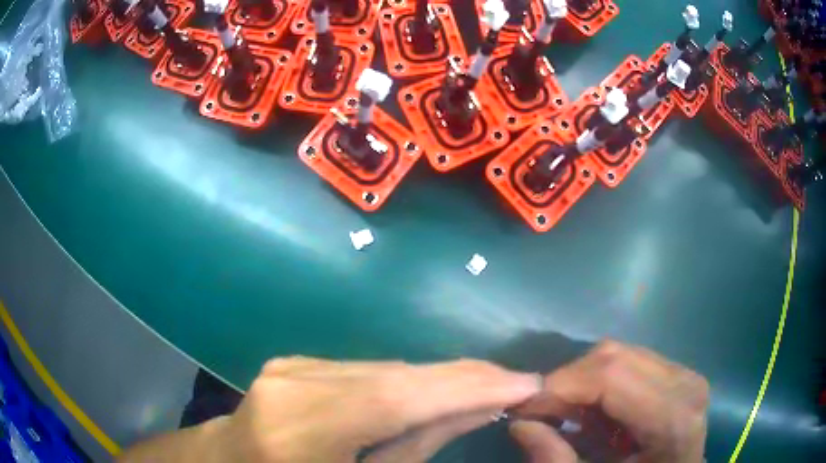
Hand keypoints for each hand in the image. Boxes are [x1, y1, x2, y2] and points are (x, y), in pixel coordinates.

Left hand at [219, 357, 541, 461]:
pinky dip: (407, 378)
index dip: (464, 388)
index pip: (395, 399)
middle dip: (462, 377)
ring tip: (487, 383)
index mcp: (299, 432)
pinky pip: (365, 369)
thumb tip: (477, 410)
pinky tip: (435, 386)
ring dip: (439, 377)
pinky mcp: (295, 362)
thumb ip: (419, 448)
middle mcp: (291, 387)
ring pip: (384, 367)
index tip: (523, 383)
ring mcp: (289, 367)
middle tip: (516, 380)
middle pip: (394, 375)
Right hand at [509, 340, 709, 462]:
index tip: (522, 410)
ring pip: (619, 354)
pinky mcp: (678, 374)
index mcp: (673, 418)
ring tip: (567, 416)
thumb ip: (556, 460)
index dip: (560, 388)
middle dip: (566, 383)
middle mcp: (685, 384)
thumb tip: (519, 423)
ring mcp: (685, 374)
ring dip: (583, 383)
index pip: (610, 377)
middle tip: (541, 414)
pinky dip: (601, 384)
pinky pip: (630, 362)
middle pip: (614, 357)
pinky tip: (596, 413)